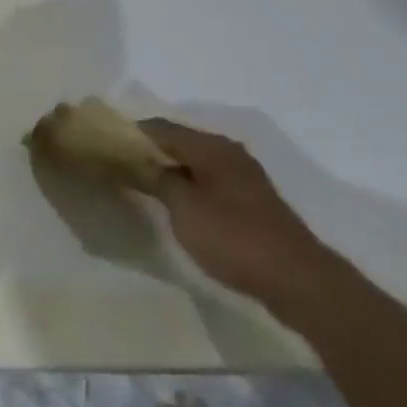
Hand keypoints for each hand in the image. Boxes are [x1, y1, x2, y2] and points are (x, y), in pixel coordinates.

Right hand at [138, 119, 336, 315]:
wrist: (296, 278)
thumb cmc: (234, 238)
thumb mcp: (185, 210)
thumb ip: (161, 180)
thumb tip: (144, 162)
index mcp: (210, 146)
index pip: (162, 128)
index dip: (134, 133)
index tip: (109, 143)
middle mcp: (228, 152)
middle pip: (182, 142)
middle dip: (153, 151)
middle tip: (124, 165)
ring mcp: (244, 176)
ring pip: (198, 162)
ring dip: (173, 169)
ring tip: (146, 184)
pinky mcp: (253, 201)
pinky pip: (212, 181)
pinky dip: (191, 184)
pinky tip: (181, 204)